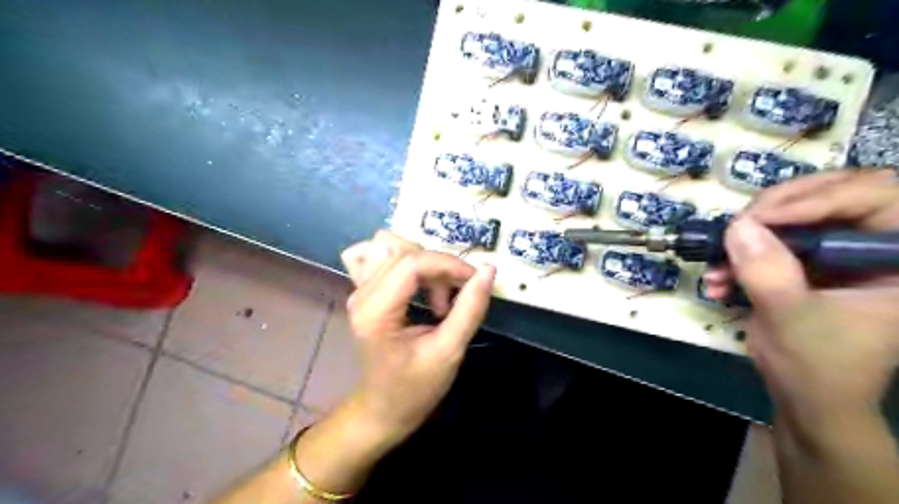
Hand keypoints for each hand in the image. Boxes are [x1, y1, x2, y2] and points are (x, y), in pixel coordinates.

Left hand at [339, 230, 494, 441]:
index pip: (412, 263)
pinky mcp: (364, 291)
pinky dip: (406, 262)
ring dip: (424, 264)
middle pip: (405, 252)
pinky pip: (381, 257)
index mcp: (376, 312)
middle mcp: (361, 294)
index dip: (449, 264)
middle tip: (455, 299)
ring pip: (393, 248)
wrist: (383, 410)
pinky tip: (417, 284)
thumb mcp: (449, 351)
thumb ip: (470, 308)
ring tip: (437, 296)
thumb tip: (488, 269)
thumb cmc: (415, 388)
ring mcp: (359, 291)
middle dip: (439, 268)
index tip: (474, 281)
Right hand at [705, 169, 898, 432]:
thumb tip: (739, 226)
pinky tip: (716, 279)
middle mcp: (873, 246)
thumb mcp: (792, 318)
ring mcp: (836, 252)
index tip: (759, 218)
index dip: (819, 199)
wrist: (805, 396)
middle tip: (738, 225)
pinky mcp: (804, 262)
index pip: (875, 198)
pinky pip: (770, 240)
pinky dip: (738, 256)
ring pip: (793, 214)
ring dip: (747, 236)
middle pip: (831, 194)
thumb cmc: (818, 365)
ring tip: (717, 261)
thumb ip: (768, 272)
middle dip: (776, 209)